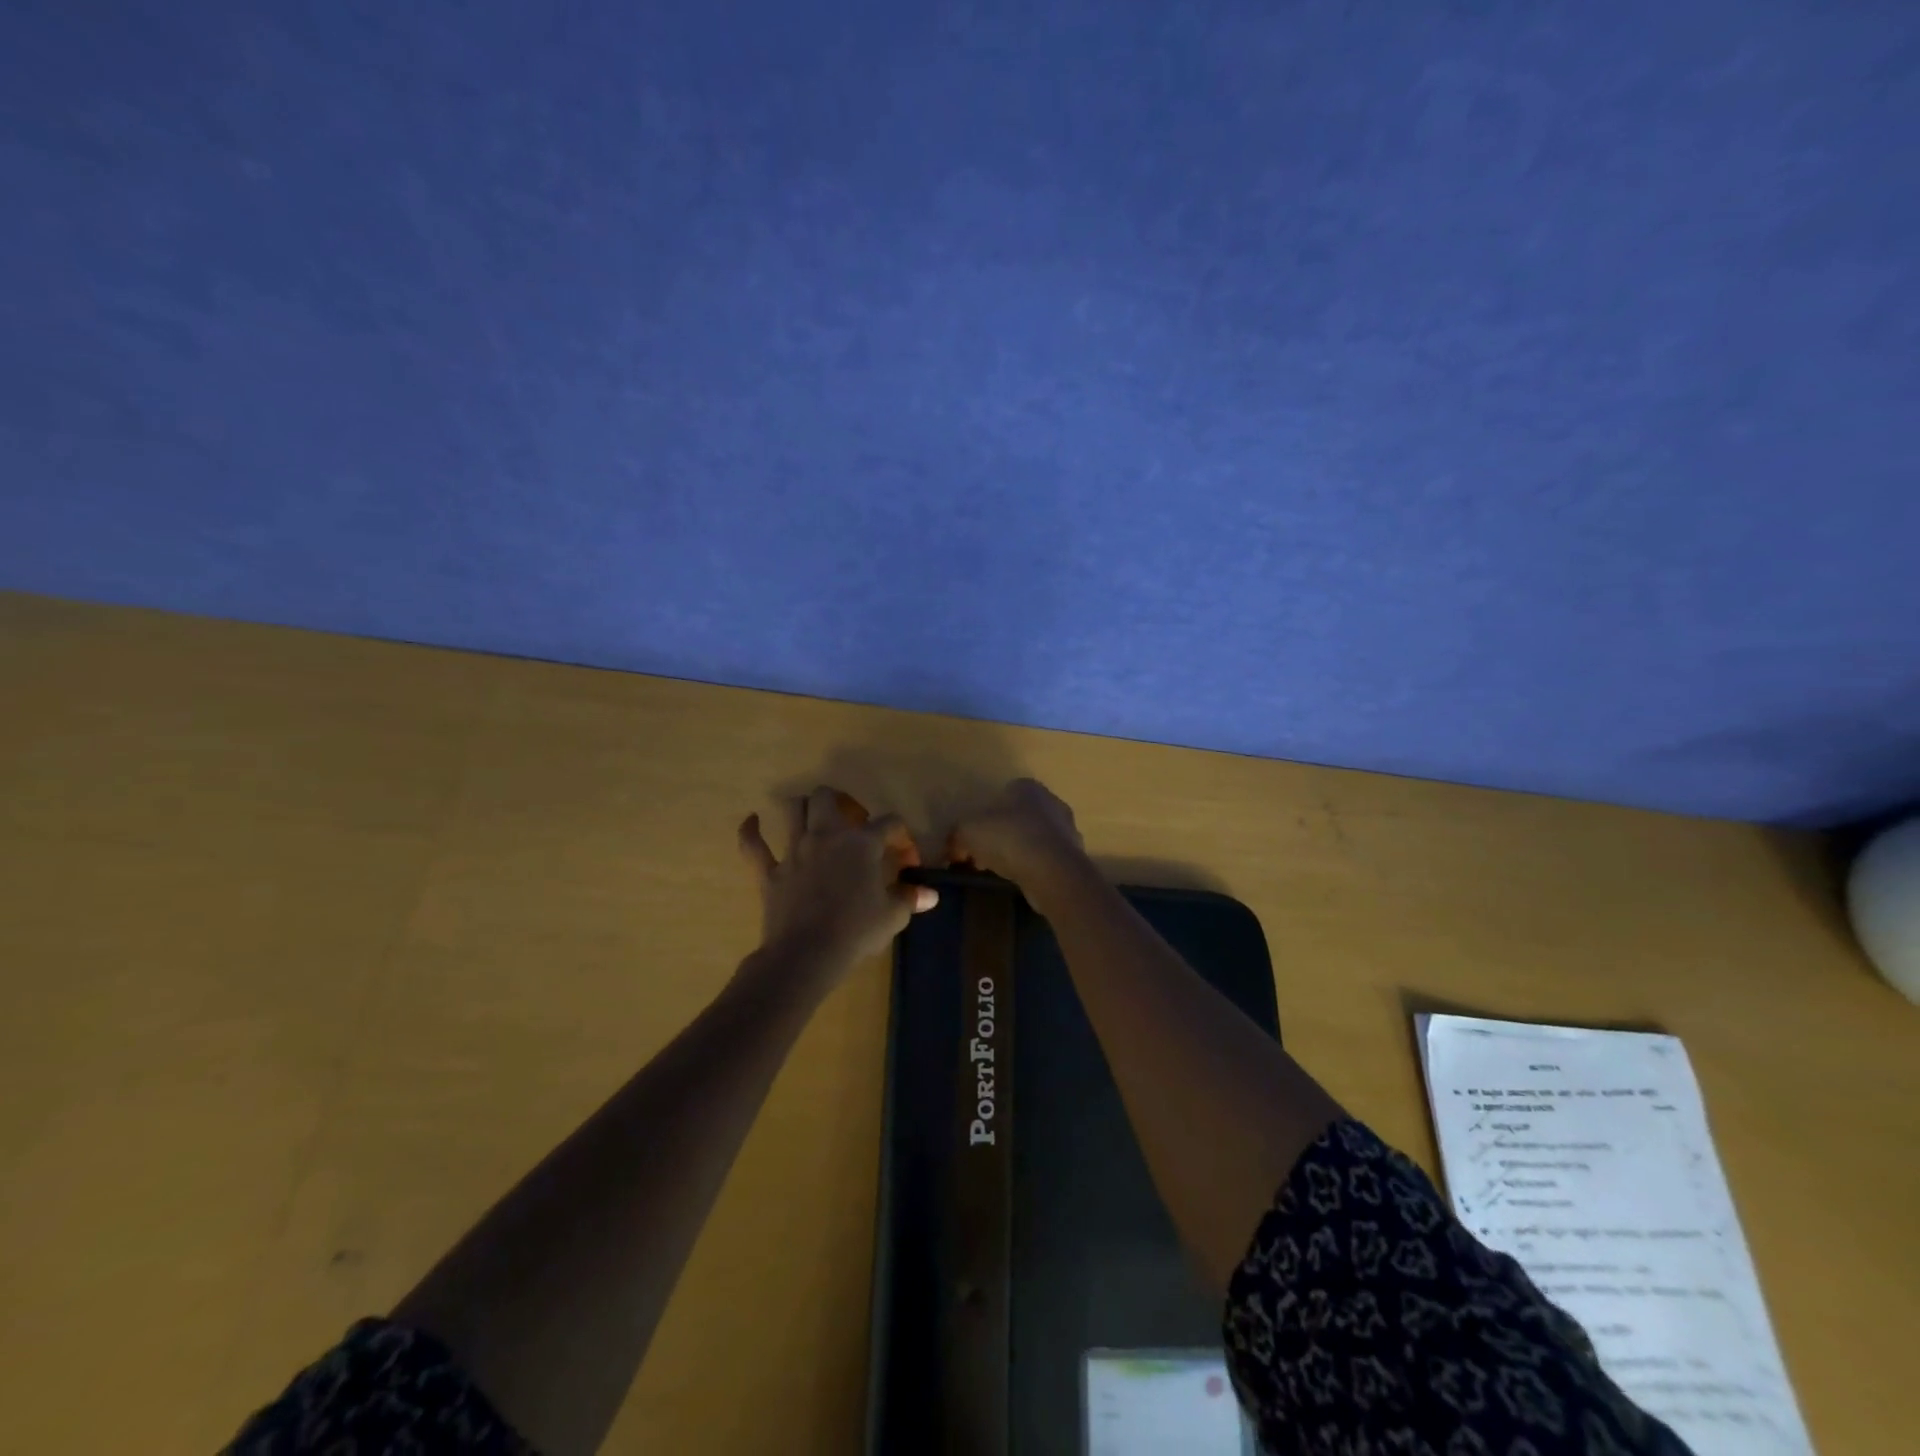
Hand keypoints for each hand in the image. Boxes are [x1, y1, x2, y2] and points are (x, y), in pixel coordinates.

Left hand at [738, 786, 937, 974]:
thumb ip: (910, 899)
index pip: (889, 823)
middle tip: (851, 823)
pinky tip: (753, 821)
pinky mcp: (770, 871)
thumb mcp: (892, 916)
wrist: (807, 954)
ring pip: (792, 809)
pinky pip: (753, 845)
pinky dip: (751, 831)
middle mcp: (826, 835)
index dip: (901, 837)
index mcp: (861, 843)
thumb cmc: (856, 931)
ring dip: (802, 808)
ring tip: (812, 818)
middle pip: (827, 798)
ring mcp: (794, 850)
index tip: (907, 860)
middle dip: (840, 803)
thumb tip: (930, 894)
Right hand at [947, 777, 1089, 896]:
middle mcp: (1051, 801)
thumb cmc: (1009, 839)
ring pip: (1033, 839)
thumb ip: (956, 836)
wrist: (1053, 872)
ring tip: (1002, 873)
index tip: (972, 841)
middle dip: (999, 836)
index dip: (983, 818)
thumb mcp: (968, 832)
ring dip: (1018, 853)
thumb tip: (953, 850)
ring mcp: (1067, 829)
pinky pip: (1047, 860)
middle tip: (983, 859)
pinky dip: (1034, 868)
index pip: (1001, 796)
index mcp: (1027, 787)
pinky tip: (1023, 882)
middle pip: (1017, 817)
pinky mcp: (1074, 856)